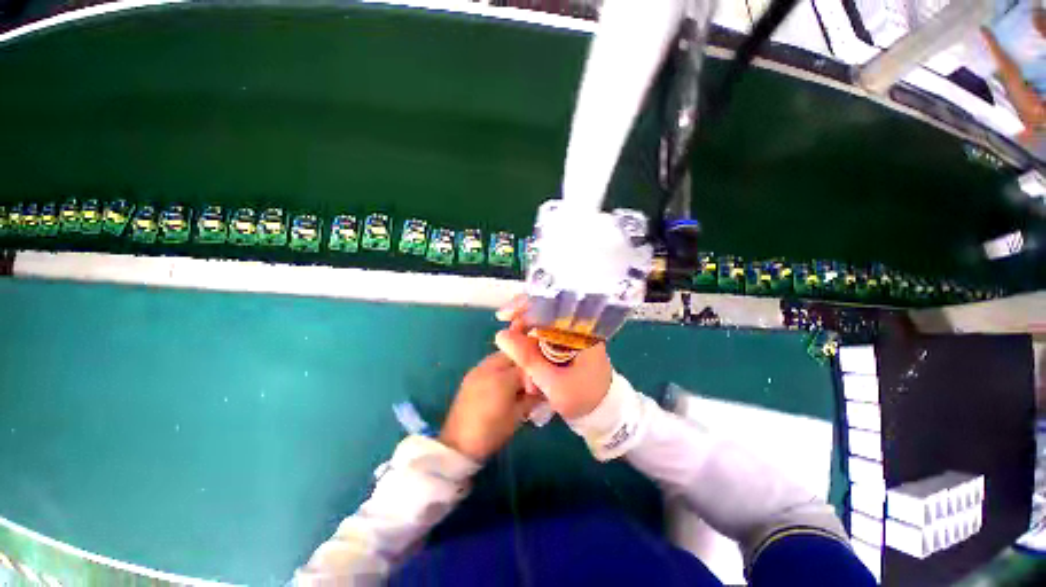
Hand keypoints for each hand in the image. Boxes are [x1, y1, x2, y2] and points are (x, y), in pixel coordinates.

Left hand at [438, 352, 542, 461]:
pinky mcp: (470, 376)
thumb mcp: (518, 415)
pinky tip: (503, 384)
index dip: (536, 371)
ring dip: (511, 365)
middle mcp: (489, 367)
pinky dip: (499, 369)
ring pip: (500, 358)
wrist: (459, 444)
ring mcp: (478, 370)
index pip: (526, 364)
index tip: (542, 380)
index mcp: (503, 376)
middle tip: (531, 379)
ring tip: (517, 382)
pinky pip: (490, 365)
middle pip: (512, 355)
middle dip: (524, 364)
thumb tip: (545, 390)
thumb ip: (533, 398)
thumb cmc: (492, 431)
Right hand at [494, 296, 612, 419]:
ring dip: (524, 344)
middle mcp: (576, 325)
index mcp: (582, 329)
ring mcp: (570, 334)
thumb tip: (500, 335)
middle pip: (542, 312)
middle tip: (506, 344)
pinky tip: (528, 371)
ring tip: (523, 370)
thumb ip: (528, 360)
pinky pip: (541, 339)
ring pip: (539, 327)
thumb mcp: (555, 383)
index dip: (525, 305)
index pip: (551, 304)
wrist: (601, 411)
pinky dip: (530, 351)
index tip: (504, 315)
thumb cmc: (584, 397)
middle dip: (521, 327)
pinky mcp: (564, 343)